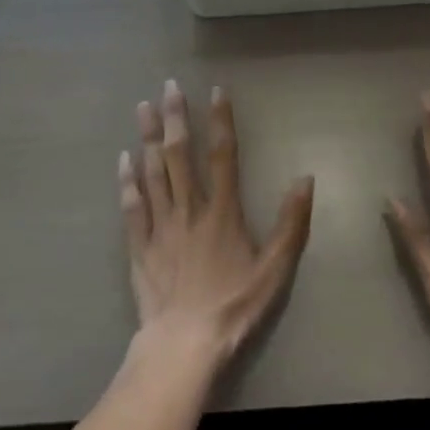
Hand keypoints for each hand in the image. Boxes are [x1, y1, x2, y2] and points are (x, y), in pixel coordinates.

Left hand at [120, 79, 314, 373]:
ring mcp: (160, 226)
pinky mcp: (140, 246)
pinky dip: (127, 181)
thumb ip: (291, 223)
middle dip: (175, 118)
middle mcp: (189, 209)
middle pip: (179, 155)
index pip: (223, 155)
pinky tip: (124, 160)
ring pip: (152, 173)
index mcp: (222, 211)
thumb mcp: (275, 269)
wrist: (184, 342)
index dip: (220, 120)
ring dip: (148, 138)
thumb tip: (305, 179)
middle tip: (167, 86)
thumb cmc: (234, 305)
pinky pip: (132, 206)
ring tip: (143, 108)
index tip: (215, 90)